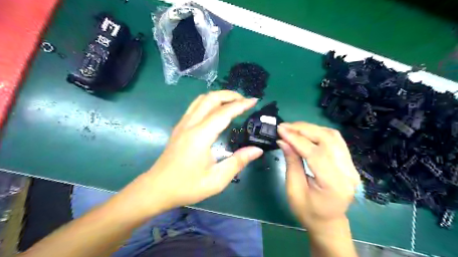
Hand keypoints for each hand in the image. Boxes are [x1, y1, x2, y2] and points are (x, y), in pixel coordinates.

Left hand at [133, 91, 260, 213]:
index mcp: (200, 136)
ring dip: (218, 96)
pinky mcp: (179, 127)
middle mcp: (190, 125)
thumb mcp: (216, 179)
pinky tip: (216, 111)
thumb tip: (257, 150)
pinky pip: (195, 106)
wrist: (157, 189)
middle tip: (244, 100)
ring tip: (232, 102)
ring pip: (201, 100)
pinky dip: (209, 102)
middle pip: (210, 98)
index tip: (254, 101)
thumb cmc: (187, 186)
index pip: (224, 113)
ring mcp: (182, 124)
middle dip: (229, 95)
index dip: (240, 105)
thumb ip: (238, 162)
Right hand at [277, 122, 358, 231]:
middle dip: (304, 129)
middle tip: (285, 126)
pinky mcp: (349, 162)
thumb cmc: (308, 211)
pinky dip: (319, 132)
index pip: (315, 153)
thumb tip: (283, 140)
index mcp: (334, 184)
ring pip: (333, 136)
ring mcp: (351, 166)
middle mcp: (348, 172)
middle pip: (327, 139)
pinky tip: (306, 133)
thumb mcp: (294, 190)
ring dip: (311, 128)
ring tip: (293, 128)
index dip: (296, 138)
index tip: (280, 129)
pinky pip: (335, 140)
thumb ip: (291, 163)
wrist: (328, 222)